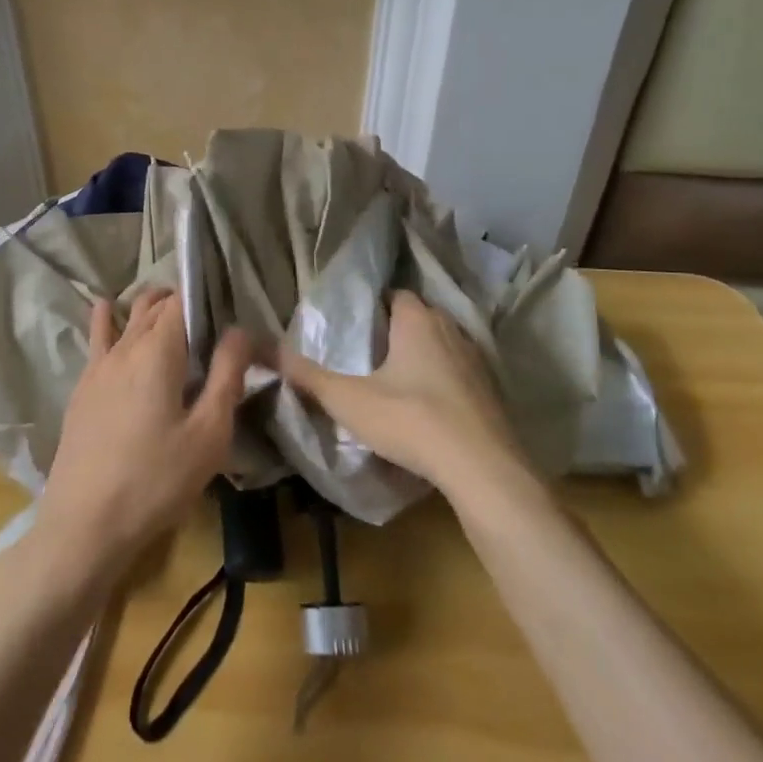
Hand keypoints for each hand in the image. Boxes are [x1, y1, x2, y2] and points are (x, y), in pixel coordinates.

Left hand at [34, 288, 252, 577]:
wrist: (84, 525)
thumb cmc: (156, 480)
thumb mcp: (209, 434)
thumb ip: (227, 375)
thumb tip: (240, 330)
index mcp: (159, 351)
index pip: (183, 301)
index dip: (206, 295)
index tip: (228, 306)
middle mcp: (126, 347)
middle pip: (154, 305)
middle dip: (181, 300)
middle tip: (210, 317)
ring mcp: (98, 367)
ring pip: (126, 318)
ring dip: (149, 307)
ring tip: (170, 308)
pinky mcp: (82, 389)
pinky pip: (98, 339)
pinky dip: (108, 319)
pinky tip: (107, 309)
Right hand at [280, 290, 523, 498]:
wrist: (482, 467)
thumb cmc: (411, 420)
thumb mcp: (349, 400)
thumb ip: (309, 377)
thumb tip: (270, 353)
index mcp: (417, 320)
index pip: (395, 294)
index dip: (373, 306)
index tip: (354, 327)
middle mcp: (451, 329)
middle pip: (419, 318)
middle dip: (396, 331)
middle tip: (368, 355)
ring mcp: (477, 359)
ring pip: (442, 345)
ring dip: (423, 357)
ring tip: (396, 381)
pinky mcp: (492, 390)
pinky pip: (460, 374)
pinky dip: (444, 382)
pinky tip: (428, 407)